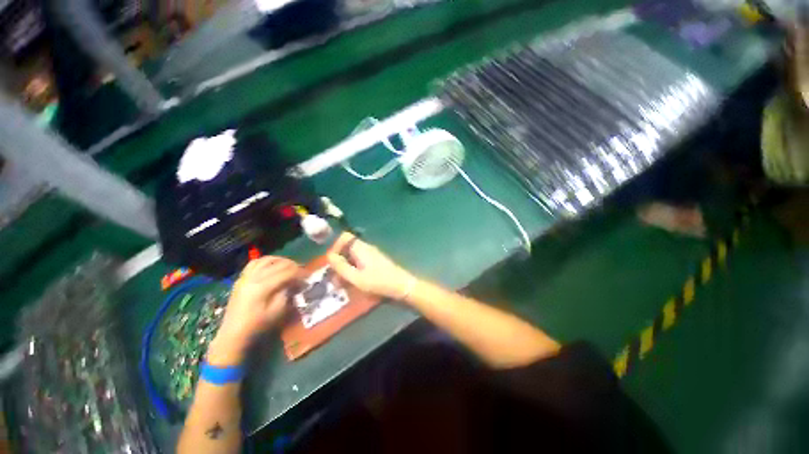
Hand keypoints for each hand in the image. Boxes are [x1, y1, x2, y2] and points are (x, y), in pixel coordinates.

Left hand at [209, 257, 299, 363]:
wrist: (233, 334)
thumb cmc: (257, 325)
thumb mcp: (277, 311)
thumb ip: (287, 293)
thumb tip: (295, 282)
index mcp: (263, 287)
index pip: (287, 272)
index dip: (300, 273)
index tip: (308, 276)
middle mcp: (254, 277)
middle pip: (278, 264)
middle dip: (293, 265)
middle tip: (302, 271)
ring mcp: (245, 277)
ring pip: (266, 260)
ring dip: (281, 260)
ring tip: (289, 265)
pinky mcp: (241, 279)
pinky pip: (254, 263)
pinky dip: (266, 261)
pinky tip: (272, 265)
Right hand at [327, 233, 416, 300]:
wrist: (402, 286)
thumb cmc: (378, 282)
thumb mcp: (355, 277)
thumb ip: (340, 266)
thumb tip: (329, 256)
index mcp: (361, 248)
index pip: (345, 237)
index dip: (335, 247)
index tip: (331, 263)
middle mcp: (366, 248)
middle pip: (347, 249)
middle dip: (339, 263)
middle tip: (335, 279)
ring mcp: (372, 255)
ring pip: (353, 257)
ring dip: (345, 269)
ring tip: (342, 285)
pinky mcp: (376, 263)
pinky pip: (360, 263)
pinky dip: (354, 271)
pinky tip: (353, 284)